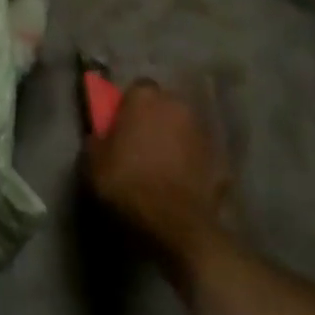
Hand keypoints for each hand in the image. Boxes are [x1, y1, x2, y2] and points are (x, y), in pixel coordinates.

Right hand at [84, 82, 231, 263]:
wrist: (176, 225)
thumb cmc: (128, 184)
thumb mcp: (93, 162)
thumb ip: (97, 139)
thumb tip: (101, 136)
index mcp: (145, 97)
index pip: (136, 90)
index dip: (127, 107)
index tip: (120, 126)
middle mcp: (177, 105)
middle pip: (163, 106)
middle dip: (154, 120)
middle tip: (140, 145)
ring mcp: (203, 132)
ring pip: (184, 129)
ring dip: (174, 140)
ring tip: (161, 166)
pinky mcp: (221, 160)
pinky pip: (199, 155)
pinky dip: (192, 164)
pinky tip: (181, 184)